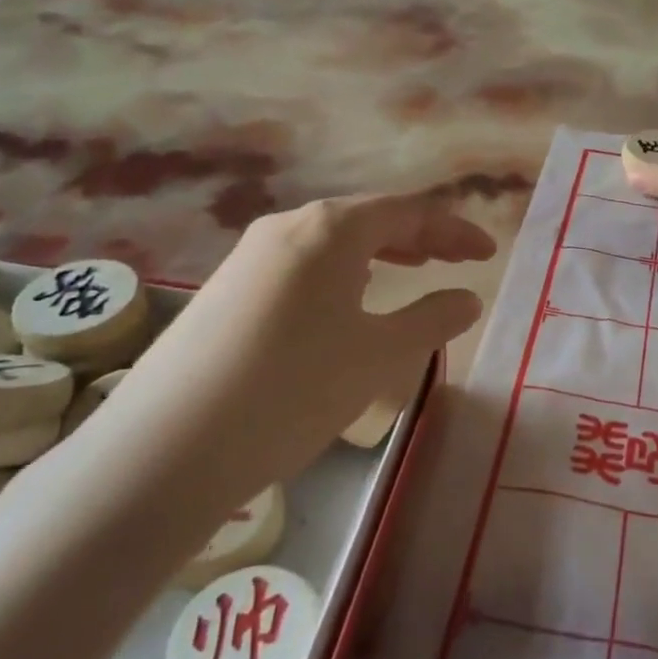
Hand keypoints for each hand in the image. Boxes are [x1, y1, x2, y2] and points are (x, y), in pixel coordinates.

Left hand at [163, 191, 494, 474]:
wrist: (169, 446)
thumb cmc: (294, 388)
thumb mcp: (379, 355)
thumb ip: (432, 319)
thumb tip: (467, 297)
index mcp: (330, 229)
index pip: (408, 212)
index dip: (454, 229)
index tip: (487, 253)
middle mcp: (286, 227)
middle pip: (367, 219)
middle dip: (419, 236)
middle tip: (456, 259)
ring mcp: (247, 258)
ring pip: (330, 242)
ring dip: (378, 253)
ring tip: (408, 270)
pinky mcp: (224, 292)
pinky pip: (299, 266)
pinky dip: (340, 273)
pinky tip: (343, 304)